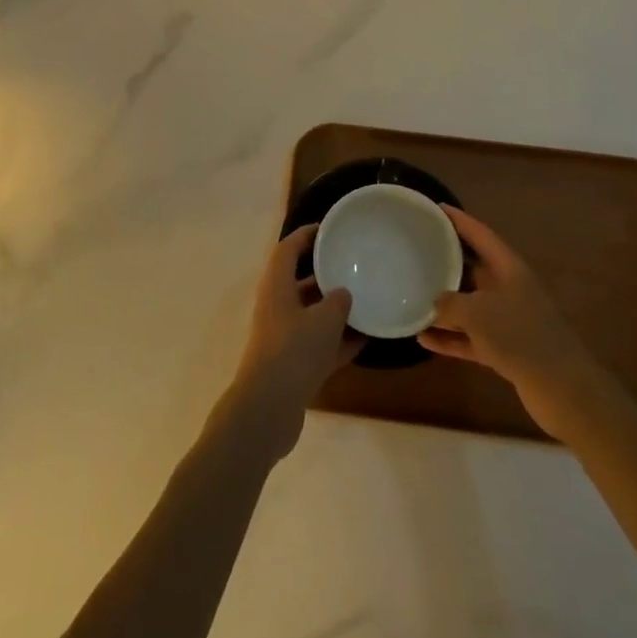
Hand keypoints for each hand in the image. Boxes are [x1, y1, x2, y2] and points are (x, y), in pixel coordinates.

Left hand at [223, 226, 362, 461]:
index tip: (329, 228)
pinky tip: (367, 338)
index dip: (306, 235)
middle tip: (354, 264)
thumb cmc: (294, 351)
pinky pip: (320, 343)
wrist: (269, 408)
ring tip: (367, 299)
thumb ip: (337, 301)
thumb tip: (343, 294)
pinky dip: (339, 340)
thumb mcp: (324, 319)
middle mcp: (277, 307)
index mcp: (276, 287)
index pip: (287, 249)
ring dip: (335, 309)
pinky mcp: (293, 364)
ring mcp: (284, 337)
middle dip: (325, 273)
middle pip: (300, 281)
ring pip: (311, 314)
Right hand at [419, 207, 612, 440]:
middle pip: (474, 268)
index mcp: (509, 268)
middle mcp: (510, 288)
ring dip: (444, 304)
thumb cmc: (519, 336)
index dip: (458, 220)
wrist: (562, 388)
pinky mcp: (506, 349)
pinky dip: (451, 338)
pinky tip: (423, 339)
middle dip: (447, 261)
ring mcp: (509, 320)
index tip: (436, 209)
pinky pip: (471, 337)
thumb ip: (450, 303)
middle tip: (417, 252)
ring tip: (412, 296)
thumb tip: (435, 303)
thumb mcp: (476, 312)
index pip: (480, 234)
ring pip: (471, 304)